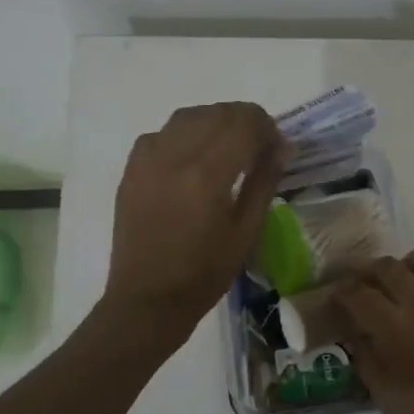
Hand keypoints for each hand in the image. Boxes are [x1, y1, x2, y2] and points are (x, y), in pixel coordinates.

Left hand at [103, 103, 287, 339]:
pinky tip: (192, 158)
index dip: (267, 127)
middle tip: (257, 147)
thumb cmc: (204, 274)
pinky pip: (162, 133)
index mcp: (207, 175)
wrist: (147, 300)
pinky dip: (184, 134)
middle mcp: (174, 156)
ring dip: (214, 122)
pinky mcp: (131, 169)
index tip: (276, 147)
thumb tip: (282, 146)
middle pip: (217, 113)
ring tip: (227, 147)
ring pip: (188, 116)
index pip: (244, 123)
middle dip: (244, 121)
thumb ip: (264, 182)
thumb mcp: (246, 232)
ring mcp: (147, 159)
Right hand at [332, 248, 413, 413]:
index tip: (336, 302)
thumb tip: (352, 332)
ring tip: (405, 282)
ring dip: (409, 264)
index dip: (341, 294)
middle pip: (386, 267)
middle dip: (368, 275)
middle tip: (366, 291)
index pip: (356, 294)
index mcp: (393, 327)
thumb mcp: (382, 393)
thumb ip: (363, 355)